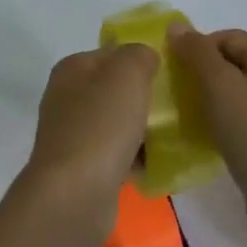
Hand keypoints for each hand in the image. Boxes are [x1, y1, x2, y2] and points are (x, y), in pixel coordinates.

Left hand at [11, 44, 158, 246]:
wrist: (75, 194)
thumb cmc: (101, 126)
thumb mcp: (126, 75)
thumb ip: (139, 54)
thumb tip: (145, 55)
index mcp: (72, 69)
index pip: (112, 53)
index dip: (142, 58)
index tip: (174, 72)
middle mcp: (67, 98)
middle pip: (115, 89)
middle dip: (146, 97)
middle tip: (180, 105)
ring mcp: (72, 135)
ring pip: (118, 123)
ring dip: (144, 129)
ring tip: (177, 135)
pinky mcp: (82, 168)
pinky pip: (117, 155)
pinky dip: (136, 158)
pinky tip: (160, 164)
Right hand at [169, 24, 246, 246]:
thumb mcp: (222, 87)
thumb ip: (198, 53)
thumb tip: (176, 26)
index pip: (224, 37)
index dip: (194, 49)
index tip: (168, 71)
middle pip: (228, 63)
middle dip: (197, 74)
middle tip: (169, 93)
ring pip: (231, 92)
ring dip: (204, 99)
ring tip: (178, 114)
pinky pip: (238, 118)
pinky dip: (217, 121)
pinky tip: (198, 135)